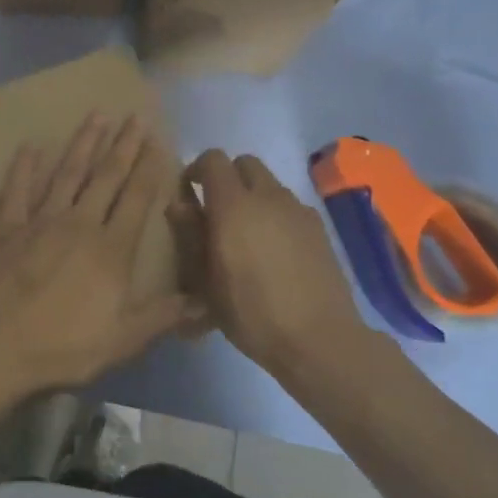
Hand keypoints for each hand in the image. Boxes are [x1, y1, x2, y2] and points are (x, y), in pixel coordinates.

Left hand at [0, 113, 193, 397]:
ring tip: (97, 115)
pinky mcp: (7, 229)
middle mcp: (79, 223)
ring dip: (83, 143)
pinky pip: (17, 190)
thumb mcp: (124, 339)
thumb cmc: (65, 346)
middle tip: (134, 116)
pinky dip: (24, 168)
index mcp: (111, 248)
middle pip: (106, 176)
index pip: (137, 198)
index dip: (149, 168)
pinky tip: (31, 146)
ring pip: (67, 173)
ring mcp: (40, 221)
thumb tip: (205, 302)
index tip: (158, 141)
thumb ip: (163, 315)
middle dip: (123, 145)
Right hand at [176, 150, 371, 373]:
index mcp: (233, 206)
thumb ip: (190, 236)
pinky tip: (275, 250)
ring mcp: (298, 210)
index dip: (197, 169)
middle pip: (245, 162)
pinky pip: (290, 205)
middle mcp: (268, 197)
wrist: (318, 338)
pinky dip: (276, 214)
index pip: (213, 160)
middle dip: (228, 176)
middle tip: (217, 210)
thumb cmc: (251, 313)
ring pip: (270, 183)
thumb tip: (179, 204)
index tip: (189, 193)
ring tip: (247, 234)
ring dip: (253, 195)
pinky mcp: (319, 227)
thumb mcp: (206, 281)